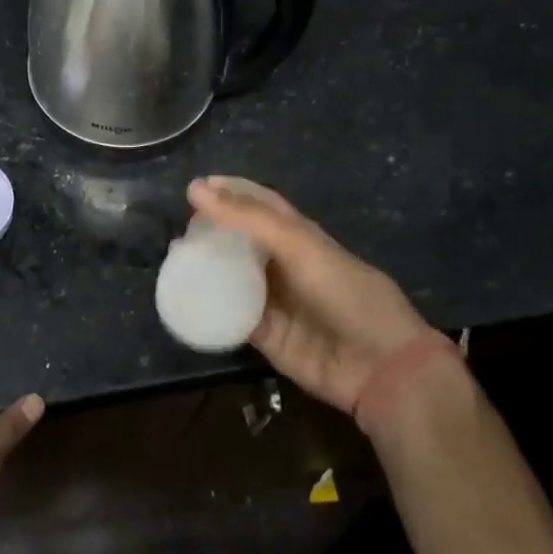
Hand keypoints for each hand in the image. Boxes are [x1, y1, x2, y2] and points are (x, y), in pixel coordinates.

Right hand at [187, 177, 456, 422]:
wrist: (379, 365)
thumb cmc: (345, 292)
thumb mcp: (299, 246)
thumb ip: (249, 218)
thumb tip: (196, 189)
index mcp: (300, 236)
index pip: (259, 204)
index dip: (231, 192)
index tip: (195, 188)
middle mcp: (284, 265)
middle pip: (240, 241)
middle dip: (210, 232)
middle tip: (178, 229)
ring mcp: (274, 301)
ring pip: (231, 277)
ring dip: (205, 268)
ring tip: (173, 260)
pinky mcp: (265, 336)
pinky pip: (230, 317)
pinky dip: (209, 309)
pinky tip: (183, 300)